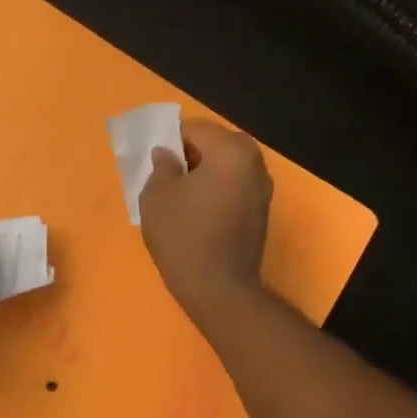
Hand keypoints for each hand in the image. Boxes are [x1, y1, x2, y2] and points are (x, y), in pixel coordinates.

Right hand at [139, 118, 272, 319]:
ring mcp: (262, 188)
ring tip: (179, 195)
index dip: (169, 139)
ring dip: (204, 172)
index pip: (195, 128)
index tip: (153, 161)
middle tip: (165, 175)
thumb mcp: (157, 195)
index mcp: (231, 150)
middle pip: (216, 144)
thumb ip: (162, 164)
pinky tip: (197, 211)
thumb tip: (168, 154)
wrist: (219, 289)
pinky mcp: (261, 212)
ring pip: (227, 166)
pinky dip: (216, 190)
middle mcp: (254, 162)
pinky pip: (234, 187)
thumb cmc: (184, 235)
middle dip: (190, 153)